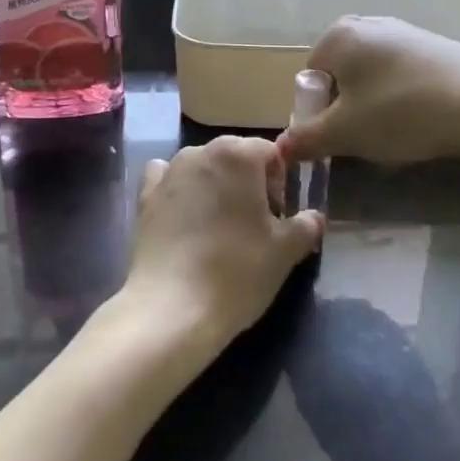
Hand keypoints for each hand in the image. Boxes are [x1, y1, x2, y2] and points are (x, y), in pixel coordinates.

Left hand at [118, 136, 324, 354]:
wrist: (172, 308)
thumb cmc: (237, 271)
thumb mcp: (285, 251)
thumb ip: (305, 226)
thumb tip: (314, 217)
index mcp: (238, 154)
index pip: (269, 152)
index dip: (280, 181)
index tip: (279, 216)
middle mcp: (200, 152)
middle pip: (234, 156)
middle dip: (248, 182)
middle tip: (255, 225)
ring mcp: (168, 173)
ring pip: (201, 167)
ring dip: (215, 186)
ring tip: (220, 228)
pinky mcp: (144, 197)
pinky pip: (167, 180)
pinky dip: (179, 191)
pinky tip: (184, 218)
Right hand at [276, 15, 459, 166]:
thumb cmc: (401, 112)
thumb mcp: (345, 133)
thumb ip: (307, 139)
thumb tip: (281, 148)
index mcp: (338, 36)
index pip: (310, 78)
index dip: (317, 113)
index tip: (338, 139)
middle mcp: (368, 24)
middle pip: (341, 76)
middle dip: (347, 109)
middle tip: (365, 138)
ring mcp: (405, 32)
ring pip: (372, 77)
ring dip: (374, 106)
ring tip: (397, 134)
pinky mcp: (435, 45)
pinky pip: (402, 75)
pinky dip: (403, 98)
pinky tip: (422, 120)